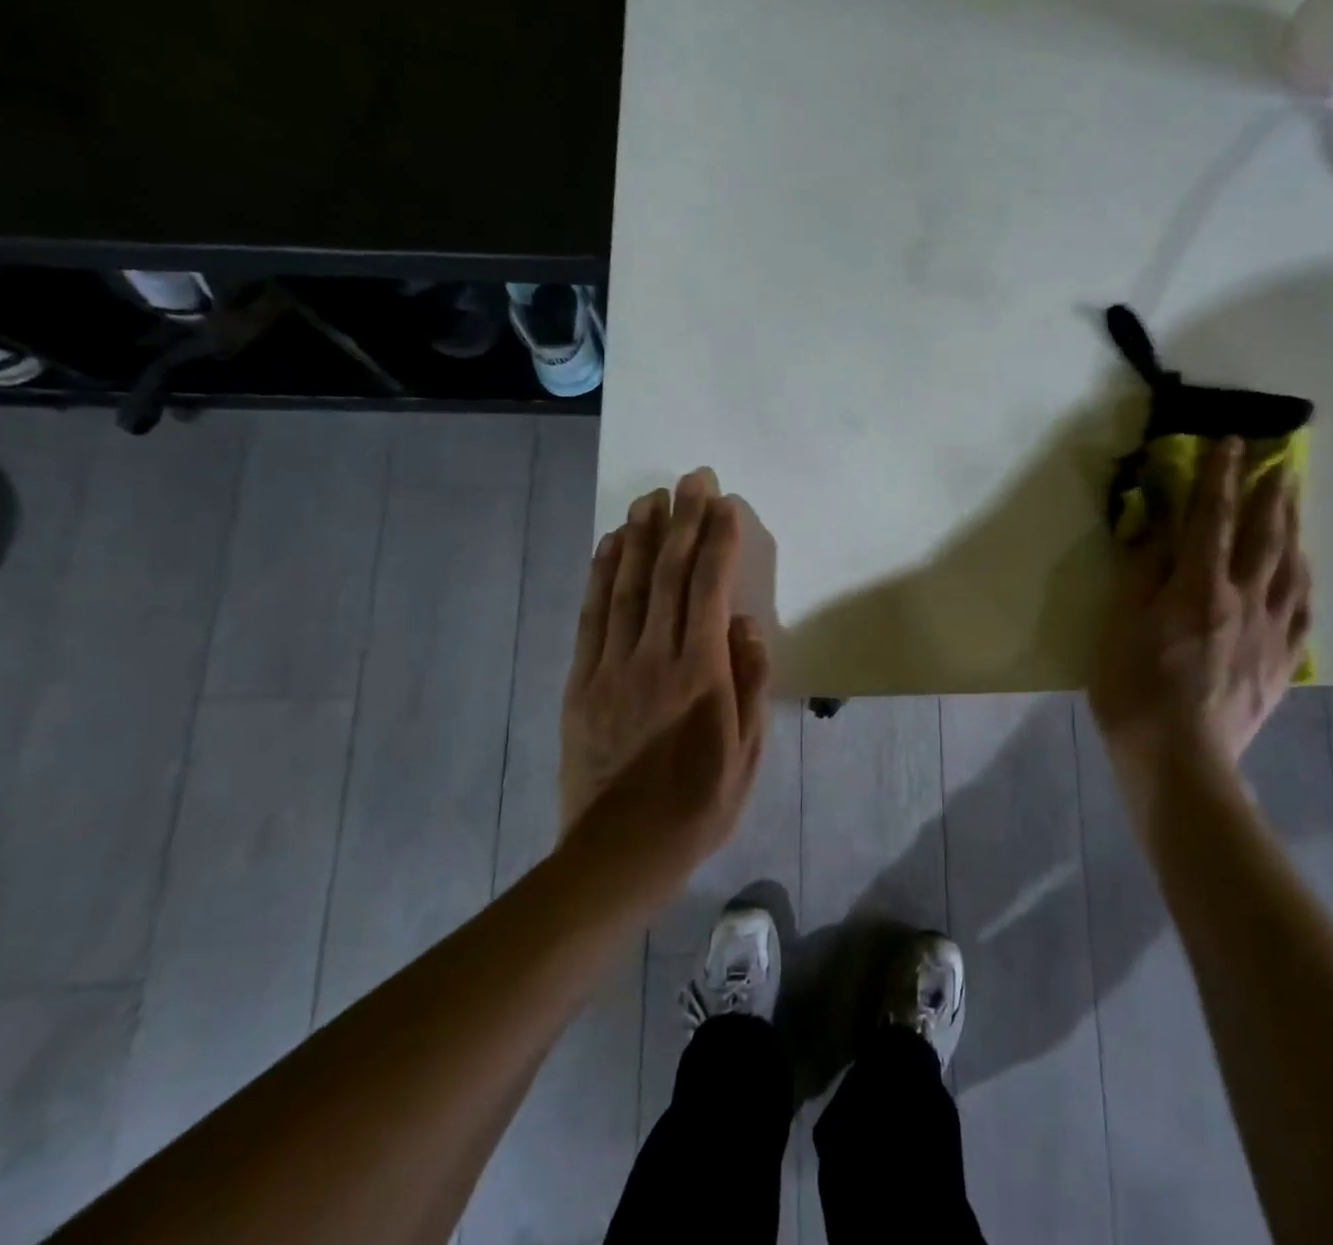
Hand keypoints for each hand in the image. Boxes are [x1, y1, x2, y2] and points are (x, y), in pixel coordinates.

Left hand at [558, 469, 770, 893]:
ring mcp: (612, 666)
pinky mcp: (581, 681)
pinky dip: (601, 575)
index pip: (711, 588)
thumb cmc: (698, 805)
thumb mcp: (747, 752)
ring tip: (651, 496)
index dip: (718, 540)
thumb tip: (747, 623)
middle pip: (668, 574)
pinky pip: (591, 616)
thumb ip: (750, 682)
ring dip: (640, 536)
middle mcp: (655, 657)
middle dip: (683, 521)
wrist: (617, 854)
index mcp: (700, 673)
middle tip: (691, 478)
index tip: (724, 502)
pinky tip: (610, 545)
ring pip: (626, 586)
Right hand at [1088, 437, 1310, 822]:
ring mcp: (1268, 633)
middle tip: (1281, 462)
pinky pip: (1302, 613)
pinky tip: (1304, 572)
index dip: (1220, 477)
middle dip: (1271, 494)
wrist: (1178, 759)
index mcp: (1198, 587)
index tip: (1230, 444)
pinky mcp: (1281, 664)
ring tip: (1296, 505)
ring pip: (1291, 570)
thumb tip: (1159, 530)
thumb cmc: (1134, 689)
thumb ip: (1142, 573)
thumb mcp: (1118, 625)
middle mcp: (1242, 600)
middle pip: (1264, 537)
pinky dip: (1304, 583)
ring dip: (1294, 530)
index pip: (1212, 518)